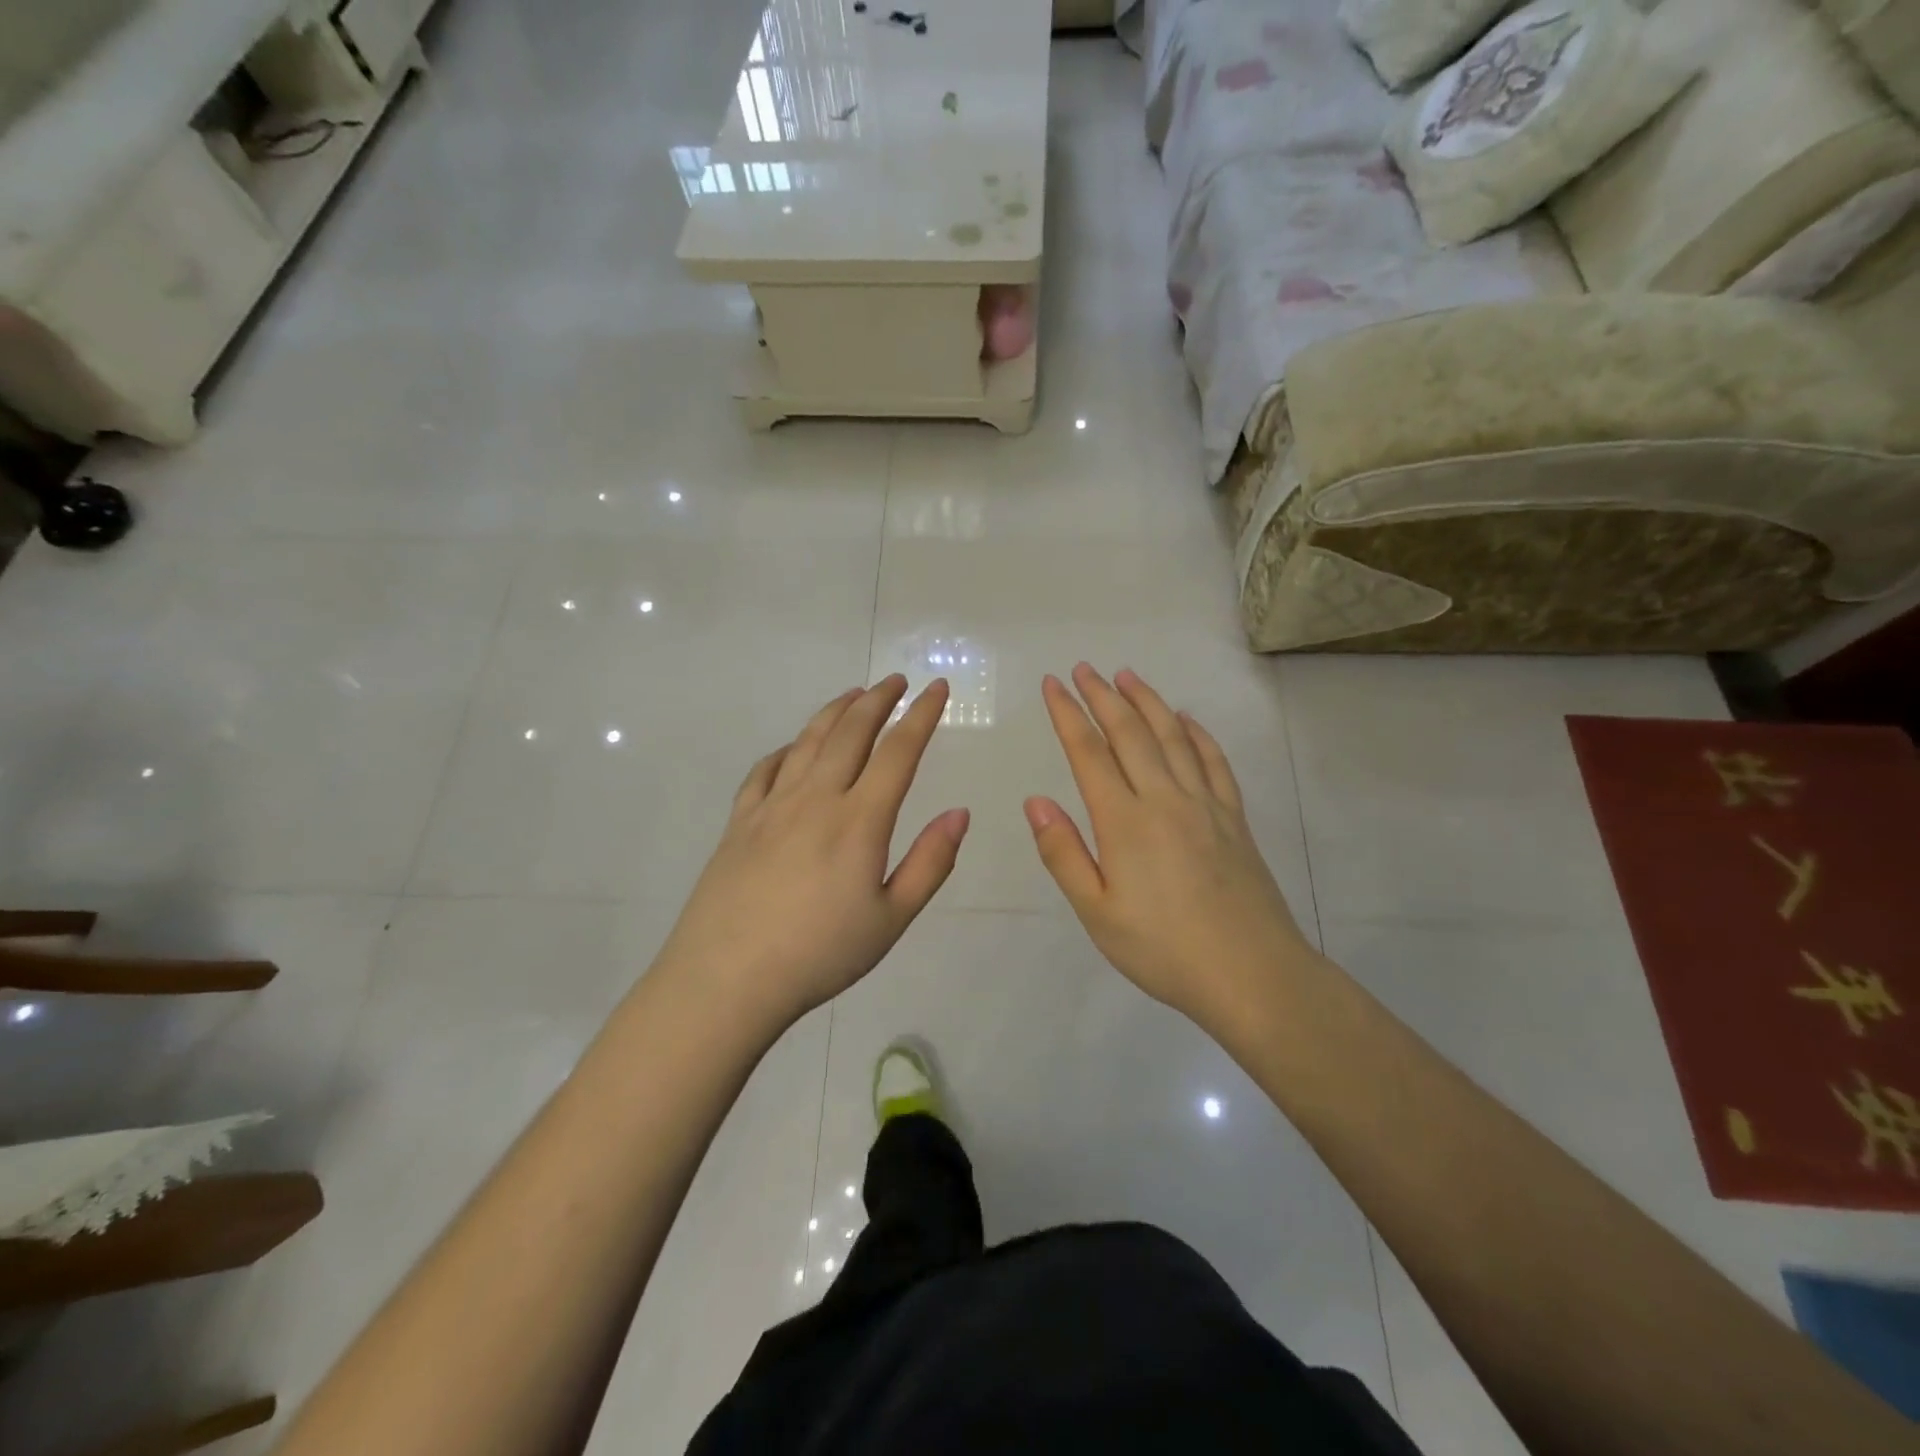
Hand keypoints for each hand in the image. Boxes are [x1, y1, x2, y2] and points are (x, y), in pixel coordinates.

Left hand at [656, 675, 967, 1031]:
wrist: (726, 979)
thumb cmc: (819, 954)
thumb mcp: (891, 919)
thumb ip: (930, 863)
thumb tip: (960, 812)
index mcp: (859, 820)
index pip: (898, 751)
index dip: (922, 715)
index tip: (937, 688)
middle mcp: (816, 798)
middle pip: (851, 732)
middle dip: (879, 699)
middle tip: (897, 680)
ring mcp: (772, 806)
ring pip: (808, 741)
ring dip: (835, 712)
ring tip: (854, 695)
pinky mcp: (739, 822)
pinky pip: (765, 770)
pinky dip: (786, 749)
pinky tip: (793, 749)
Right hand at [1025, 664, 1314, 1029]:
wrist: (1252, 974)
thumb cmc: (1163, 949)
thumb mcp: (1097, 912)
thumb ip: (1064, 853)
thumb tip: (1036, 801)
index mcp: (1124, 821)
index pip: (1089, 753)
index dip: (1068, 715)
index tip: (1053, 684)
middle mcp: (1165, 799)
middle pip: (1130, 733)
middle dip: (1102, 696)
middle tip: (1083, 669)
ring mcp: (1205, 804)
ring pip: (1172, 737)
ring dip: (1147, 702)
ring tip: (1127, 676)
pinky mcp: (1234, 818)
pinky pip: (1214, 762)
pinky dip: (1197, 734)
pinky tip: (1186, 720)